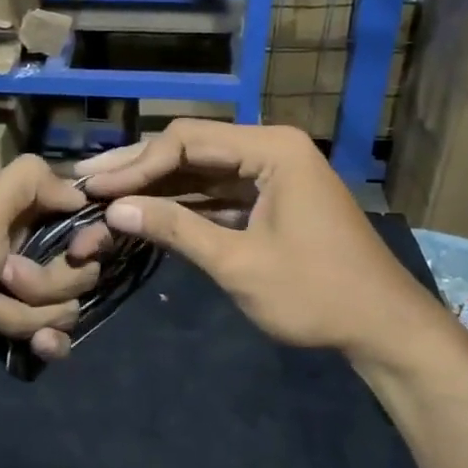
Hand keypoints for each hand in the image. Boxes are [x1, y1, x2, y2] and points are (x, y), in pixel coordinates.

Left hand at [0, 156, 111, 386]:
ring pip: (65, 306)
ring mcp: (18, 294)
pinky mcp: (12, 331)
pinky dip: (46, 343)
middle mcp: (22, 250)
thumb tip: (78, 193)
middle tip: (6, 278)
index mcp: (15, 215)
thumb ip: (30, 181)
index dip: (89, 235)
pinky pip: (55, 338)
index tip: (80, 249)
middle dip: (47, 281)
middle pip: (79, 268)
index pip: (78, 217)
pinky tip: (32, 348)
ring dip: (28, 314)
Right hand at [76, 121, 433, 354]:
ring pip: (201, 171)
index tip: (93, 188)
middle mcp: (271, 148)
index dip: (136, 165)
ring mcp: (272, 174)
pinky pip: (218, 193)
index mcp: (272, 149)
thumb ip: (177, 229)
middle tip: (84, 181)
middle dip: (138, 168)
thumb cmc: (316, 294)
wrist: (383, 327)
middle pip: (191, 149)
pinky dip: (183, 204)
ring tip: (103, 197)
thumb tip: (115, 209)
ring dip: (156, 186)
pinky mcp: (271, 200)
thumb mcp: (239, 263)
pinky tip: (145, 212)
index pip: (188, 141)